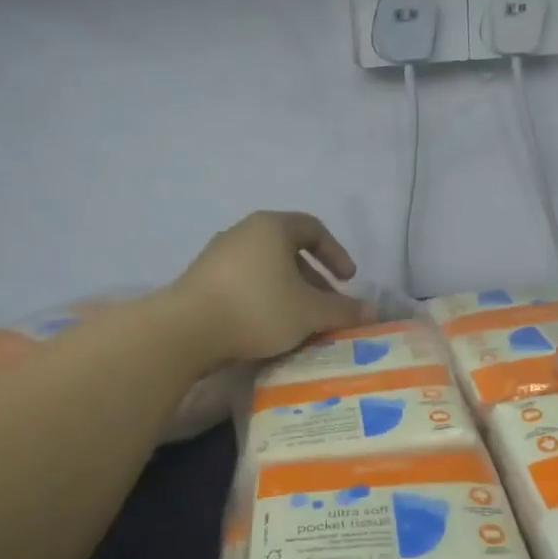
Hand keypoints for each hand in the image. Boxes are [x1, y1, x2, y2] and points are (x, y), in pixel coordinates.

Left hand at [172, 211, 375, 363]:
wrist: (185, 331)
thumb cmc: (257, 308)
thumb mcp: (309, 312)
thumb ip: (343, 310)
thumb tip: (373, 311)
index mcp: (272, 227)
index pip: (313, 228)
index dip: (336, 253)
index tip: (348, 280)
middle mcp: (244, 232)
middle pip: (289, 250)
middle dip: (314, 280)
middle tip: (327, 307)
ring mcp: (218, 255)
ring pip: (266, 269)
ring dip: (289, 292)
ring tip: (300, 322)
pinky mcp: (201, 279)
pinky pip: (244, 283)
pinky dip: (263, 299)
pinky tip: (268, 328)